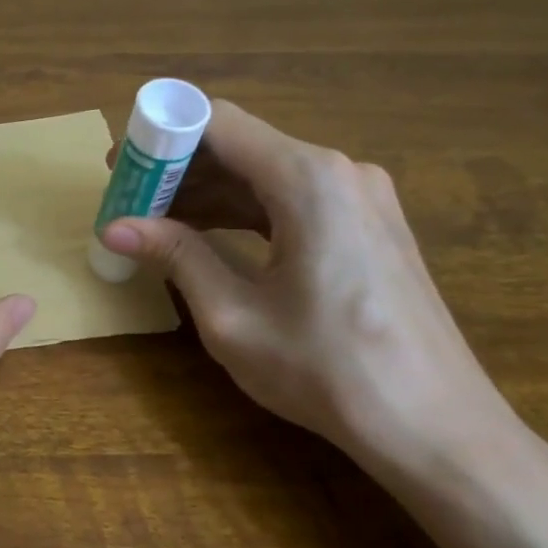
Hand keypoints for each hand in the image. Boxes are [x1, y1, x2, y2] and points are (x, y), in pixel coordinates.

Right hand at [99, 101, 517, 469]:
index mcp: (308, 180)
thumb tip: (114, 228)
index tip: (120, 168)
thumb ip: (176, 257)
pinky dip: (246, 212)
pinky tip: (209, 237)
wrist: (432, 424)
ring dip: (209, 193)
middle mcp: (340, 171)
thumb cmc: (325, 370)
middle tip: (127, 202)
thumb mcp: (233, 316)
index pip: (218, 123)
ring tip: (155, 223)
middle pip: (243, 146)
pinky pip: (294, 200)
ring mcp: (362, 197)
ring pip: (267, 174)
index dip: (161, 138)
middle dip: (179, 169)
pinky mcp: (370, 226)